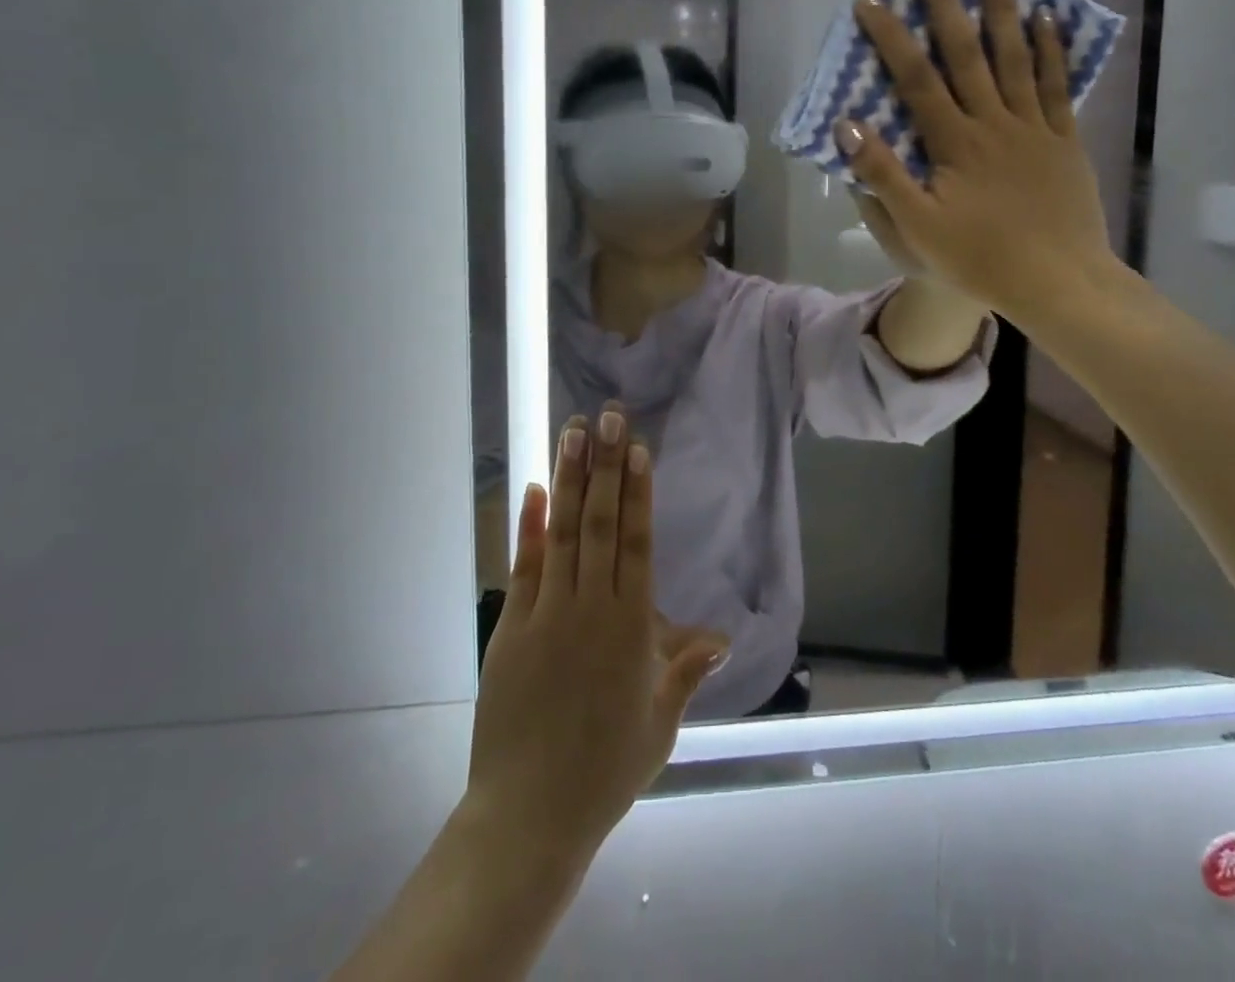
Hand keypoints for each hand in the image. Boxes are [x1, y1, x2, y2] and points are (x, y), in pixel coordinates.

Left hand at [465, 407, 727, 873]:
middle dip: (605, 466)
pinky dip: (529, 526)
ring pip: (563, 533)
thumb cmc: (606, 769)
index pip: (637, 543)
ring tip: (573, 433)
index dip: (637, 491)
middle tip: (608, 417)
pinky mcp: (511, 629)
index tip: (636, 449)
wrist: (530, 816)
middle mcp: (591, 609)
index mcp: (632, 628)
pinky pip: (524, 567)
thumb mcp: (659, 721)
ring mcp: (548, 615)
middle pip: (601, 524)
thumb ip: (686, 670)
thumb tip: (723, 638)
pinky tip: (534, 489)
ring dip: (569, 480)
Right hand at [832, 0, 1123, 321]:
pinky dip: (1050, 50)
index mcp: (954, 142)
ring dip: (1000, 8)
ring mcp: (1034, 127)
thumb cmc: (979, 259)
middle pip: (965, 52)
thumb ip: (883, 175)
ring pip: (1015, 57)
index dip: (890, 37)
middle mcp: (993, 122)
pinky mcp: (1064, 140)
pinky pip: (1056, 86)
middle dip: (943, 1)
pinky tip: (1046, 18)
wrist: (1057, 282)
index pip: (916, 78)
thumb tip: (848, 126)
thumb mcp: (917, 227)